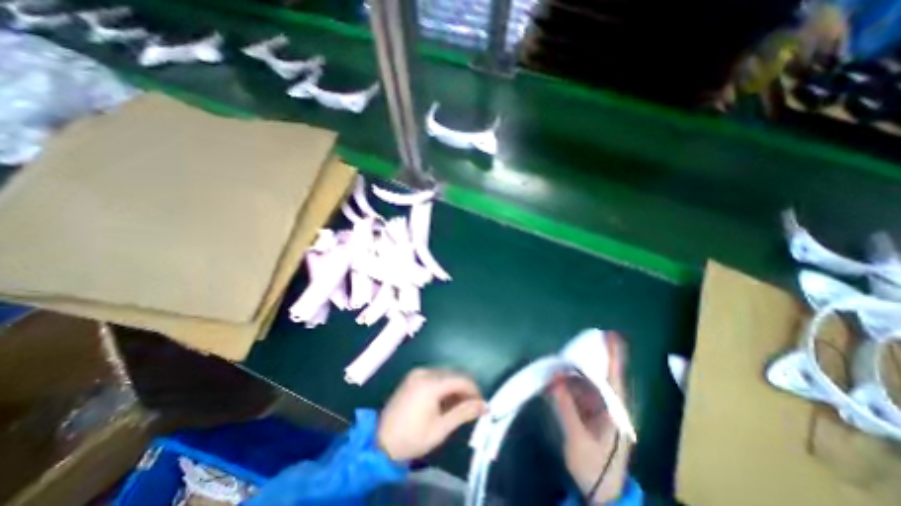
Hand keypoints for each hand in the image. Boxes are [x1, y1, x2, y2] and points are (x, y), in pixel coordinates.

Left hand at [378, 367, 485, 462]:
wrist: (381, 440)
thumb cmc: (412, 438)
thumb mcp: (441, 428)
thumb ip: (463, 413)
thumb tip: (484, 405)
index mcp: (431, 383)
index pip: (460, 379)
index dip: (474, 390)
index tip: (481, 404)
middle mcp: (424, 372)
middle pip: (453, 374)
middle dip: (465, 388)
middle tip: (472, 406)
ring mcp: (417, 372)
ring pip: (444, 373)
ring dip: (455, 386)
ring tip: (459, 405)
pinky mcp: (413, 376)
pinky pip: (435, 375)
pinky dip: (444, 384)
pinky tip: (445, 399)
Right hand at [549, 334, 632, 502]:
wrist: (601, 494)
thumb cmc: (595, 468)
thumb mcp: (578, 439)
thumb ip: (565, 407)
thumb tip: (554, 377)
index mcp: (615, 410)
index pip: (615, 376)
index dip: (614, 354)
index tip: (611, 334)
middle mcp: (610, 404)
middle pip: (601, 373)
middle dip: (591, 354)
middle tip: (578, 338)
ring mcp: (600, 408)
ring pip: (589, 380)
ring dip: (577, 367)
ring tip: (564, 355)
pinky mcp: (590, 411)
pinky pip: (580, 389)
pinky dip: (570, 380)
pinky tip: (560, 375)